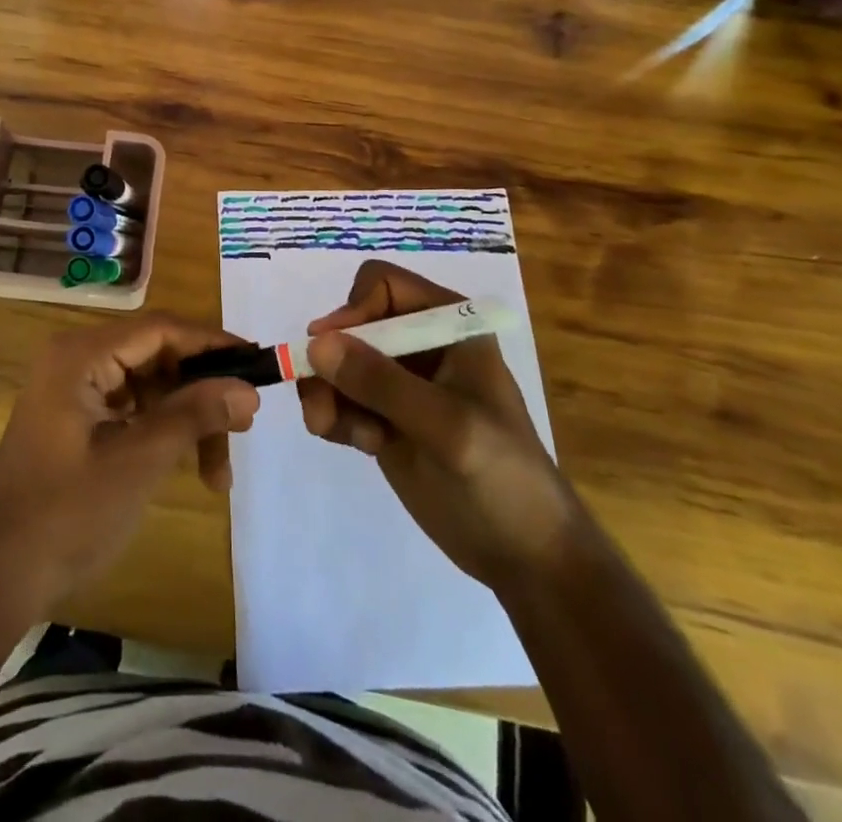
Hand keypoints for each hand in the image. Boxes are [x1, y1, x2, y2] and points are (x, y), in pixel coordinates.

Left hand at [0, 313, 259, 617]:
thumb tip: (249, 388)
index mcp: (81, 355)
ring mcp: (75, 390)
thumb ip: (194, 416)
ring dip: (187, 422)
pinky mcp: (77, 419)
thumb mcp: (139, 461)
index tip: (258, 364)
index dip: (212, 344)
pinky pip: (133, 410)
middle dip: (202, 393)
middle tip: (244, 426)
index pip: (160, 329)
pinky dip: (163, 433)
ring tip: (219, 474)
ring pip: (150, 387)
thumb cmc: (67, 514)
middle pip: (157, 357)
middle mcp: (77, 359)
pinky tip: (190, 468)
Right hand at [298, 259, 580, 589]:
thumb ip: (382, 383)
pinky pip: (339, 397)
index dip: (353, 311)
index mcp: (449, 324)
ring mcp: (400, 381)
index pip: (382, 286)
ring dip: (325, 392)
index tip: (332, 353)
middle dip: (331, 362)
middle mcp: (420, 342)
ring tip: (333, 430)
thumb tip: (316, 343)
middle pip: (351, 324)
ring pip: (337, 362)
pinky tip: (356, 444)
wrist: (525, 556)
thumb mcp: (446, 426)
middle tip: (322, 406)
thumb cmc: (502, 478)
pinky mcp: (384, 416)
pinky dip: (333, 415)